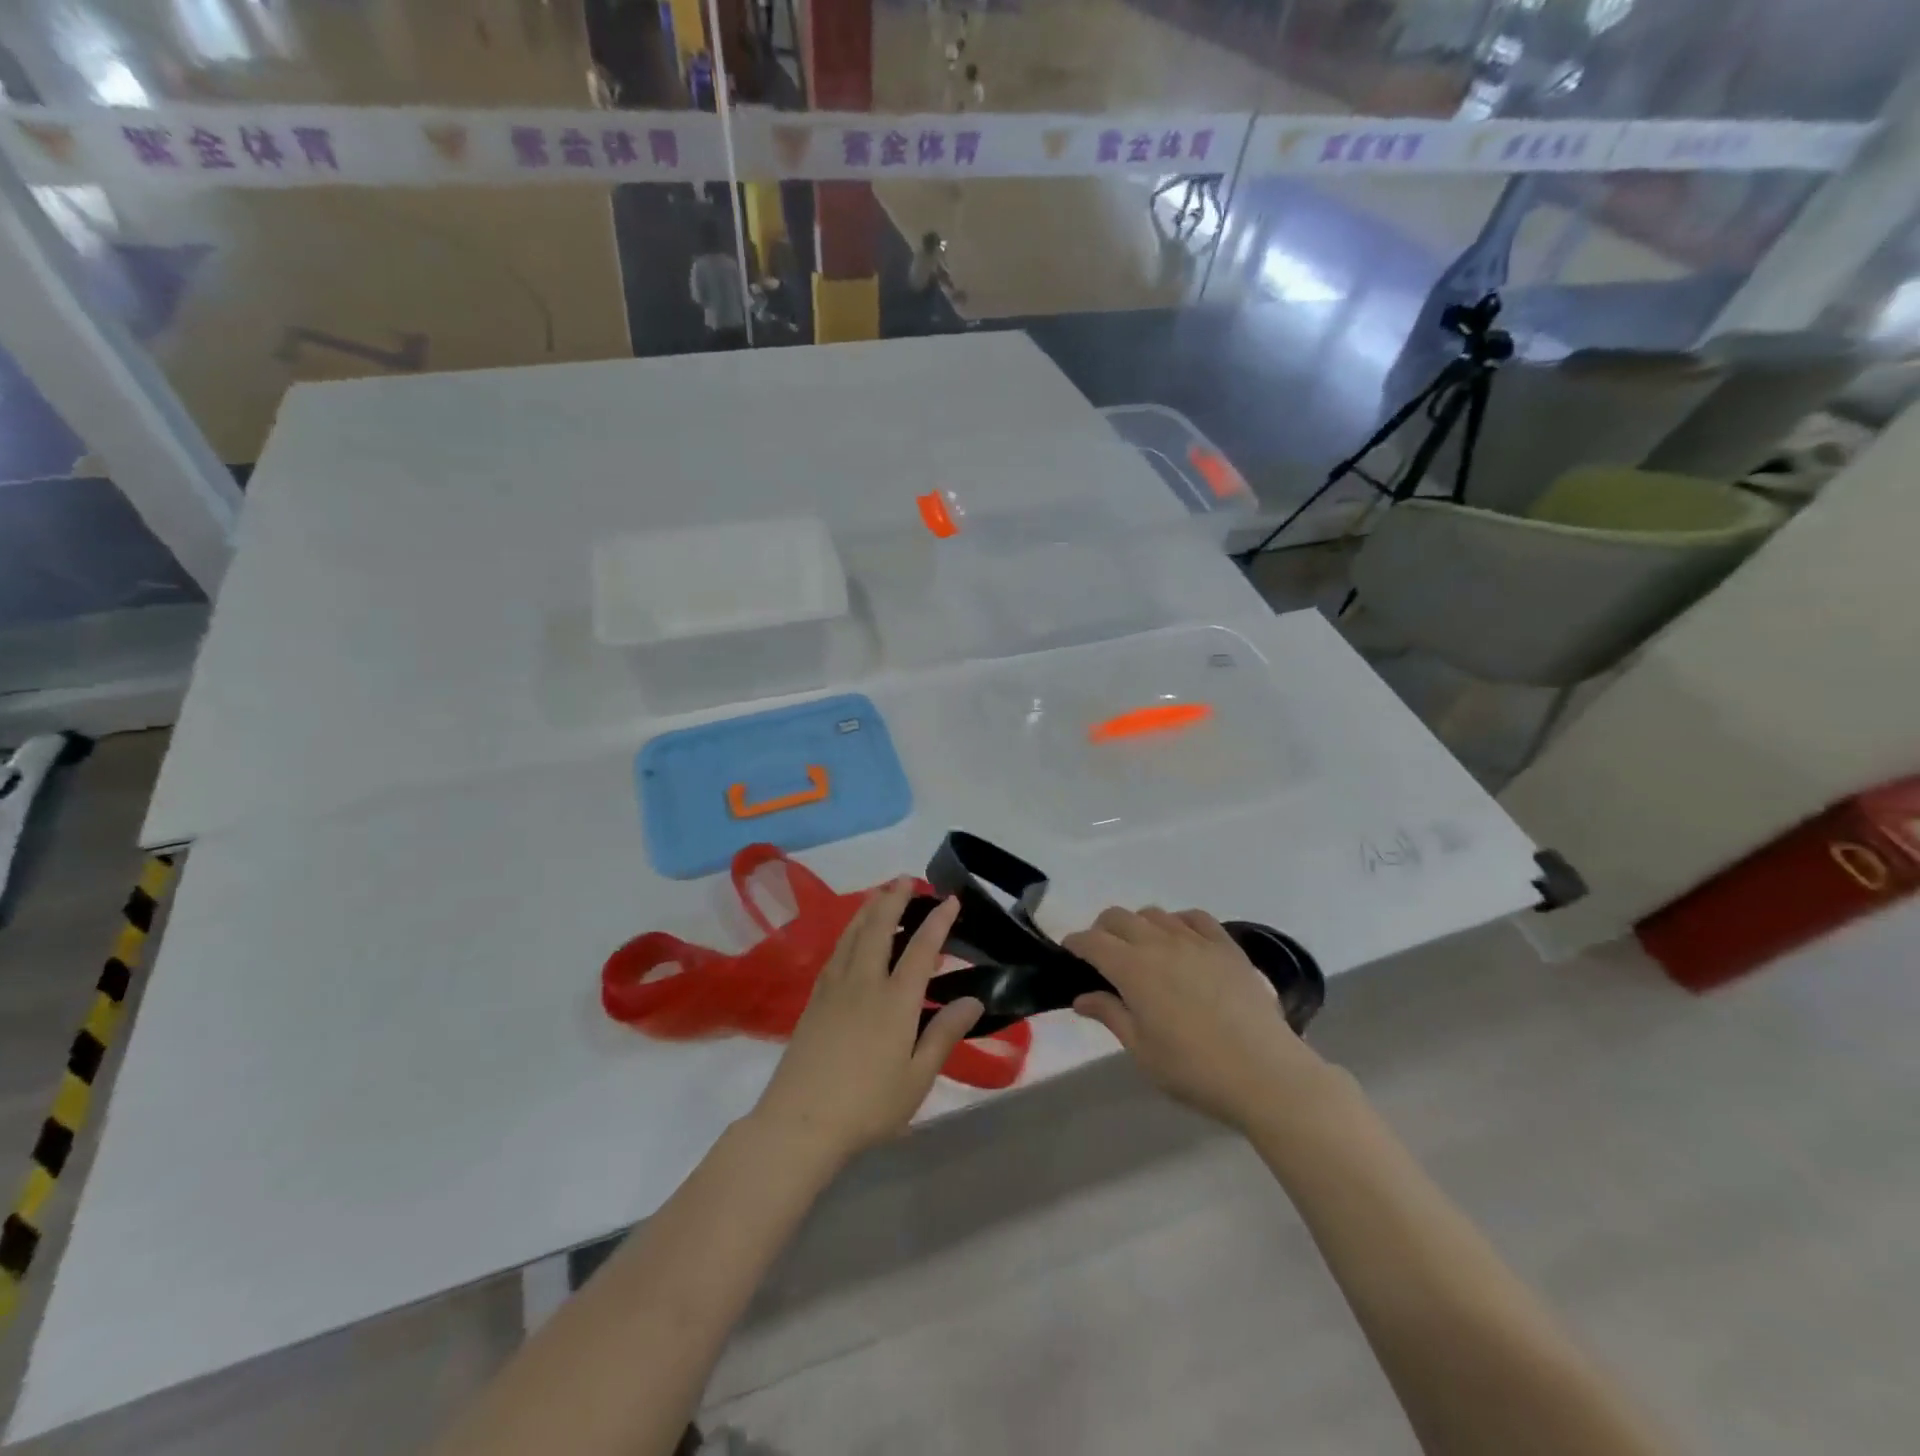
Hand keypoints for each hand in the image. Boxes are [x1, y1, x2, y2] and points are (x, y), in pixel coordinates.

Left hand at [749, 881, 981, 1166]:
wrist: (799, 1123)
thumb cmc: (868, 1105)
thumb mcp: (917, 1077)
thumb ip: (944, 1034)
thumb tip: (973, 1000)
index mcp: (895, 1000)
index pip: (921, 948)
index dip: (938, 921)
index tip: (950, 899)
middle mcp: (864, 982)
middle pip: (879, 927)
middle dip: (895, 899)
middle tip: (907, 879)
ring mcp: (835, 987)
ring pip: (853, 934)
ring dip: (869, 908)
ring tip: (880, 893)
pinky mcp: (814, 999)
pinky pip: (836, 950)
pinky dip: (849, 931)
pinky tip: (852, 935)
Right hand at [1064, 907, 1334, 1132]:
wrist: (1266, 1074)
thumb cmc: (1194, 1069)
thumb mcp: (1142, 1050)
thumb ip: (1110, 1015)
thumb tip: (1081, 996)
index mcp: (1132, 968)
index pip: (1092, 941)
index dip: (1075, 943)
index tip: (1069, 953)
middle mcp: (1160, 943)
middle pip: (1119, 917)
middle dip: (1102, 930)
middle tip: (1103, 956)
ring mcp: (1196, 941)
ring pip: (1155, 914)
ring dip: (1139, 926)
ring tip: (1143, 951)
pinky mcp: (1227, 946)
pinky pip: (1195, 918)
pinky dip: (1179, 922)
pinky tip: (1181, 941)